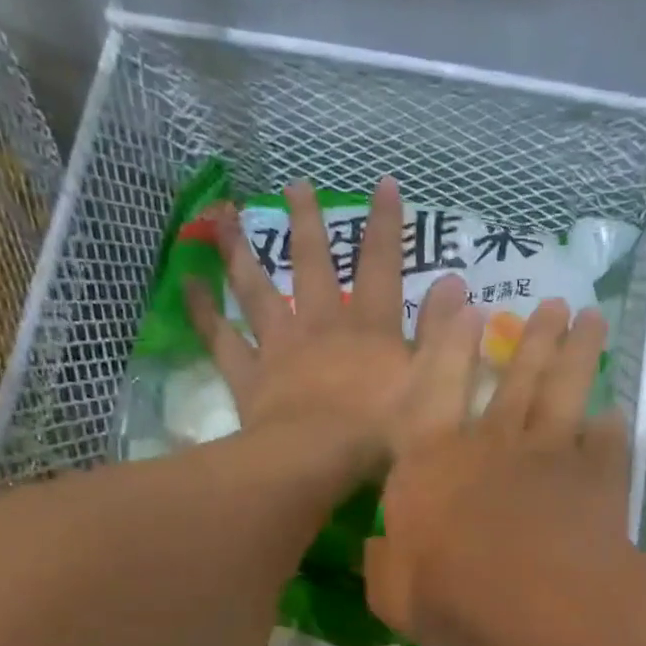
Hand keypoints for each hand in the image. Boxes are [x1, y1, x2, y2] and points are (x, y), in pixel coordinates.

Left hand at [186, 176, 482, 470]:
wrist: (319, 461)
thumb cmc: (383, 432)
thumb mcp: (435, 386)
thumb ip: (447, 337)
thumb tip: (459, 288)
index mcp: (369, 329)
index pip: (382, 267)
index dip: (386, 226)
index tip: (384, 184)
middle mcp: (321, 325)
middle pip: (313, 266)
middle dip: (307, 224)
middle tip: (294, 185)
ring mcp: (280, 348)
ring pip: (258, 290)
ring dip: (242, 251)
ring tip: (225, 216)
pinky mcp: (249, 376)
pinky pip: (221, 338)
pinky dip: (203, 310)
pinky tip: (186, 283)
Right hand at [365, 297, 632, 645]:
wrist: (536, 601)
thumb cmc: (452, 594)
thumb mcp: (393, 593)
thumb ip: (382, 566)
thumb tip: (377, 550)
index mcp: (433, 462)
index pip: (435, 390)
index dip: (449, 346)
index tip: (468, 307)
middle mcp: (492, 443)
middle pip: (516, 379)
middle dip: (533, 338)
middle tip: (554, 304)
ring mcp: (550, 454)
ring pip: (564, 391)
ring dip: (576, 354)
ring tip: (590, 321)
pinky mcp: (597, 477)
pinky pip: (607, 442)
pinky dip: (611, 427)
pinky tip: (616, 413)